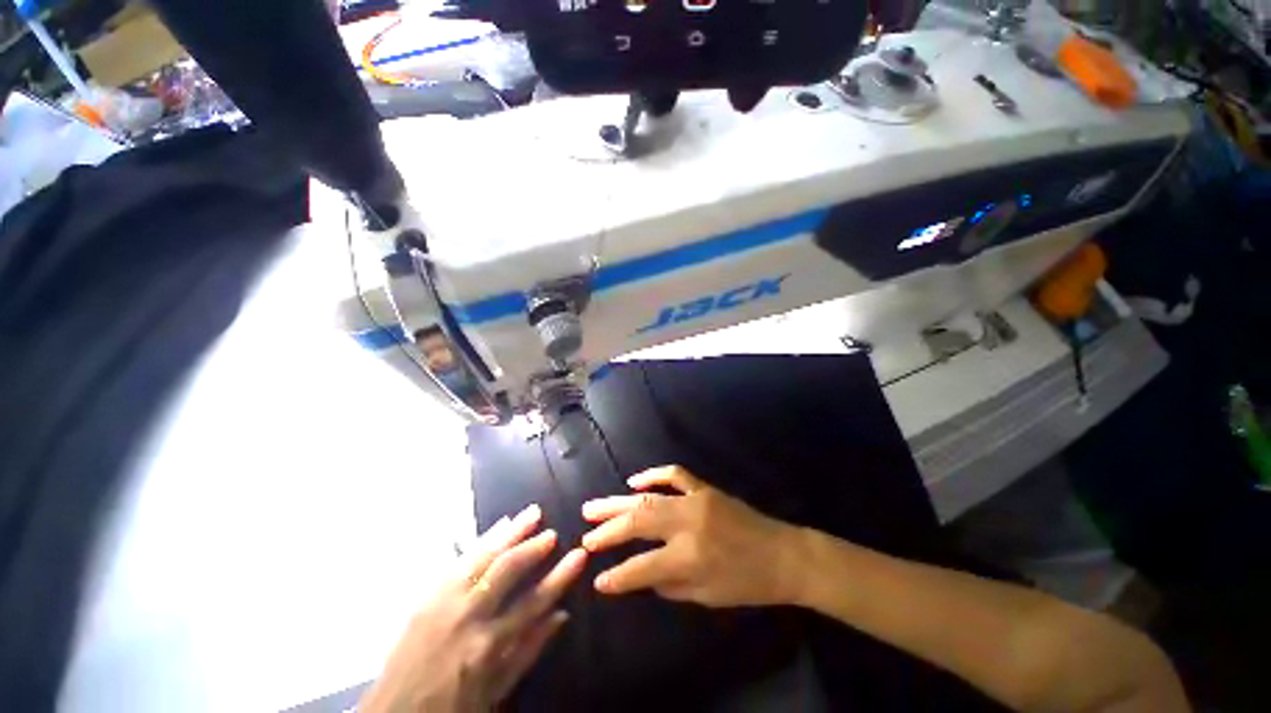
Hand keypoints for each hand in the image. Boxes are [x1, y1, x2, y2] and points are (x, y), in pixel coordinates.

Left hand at [360, 504, 586, 712]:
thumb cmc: (451, 707)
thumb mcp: (496, 691)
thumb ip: (529, 651)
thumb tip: (561, 615)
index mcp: (487, 646)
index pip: (533, 602)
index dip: (559, 577)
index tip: (579, 555)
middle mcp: (467, 617)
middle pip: (506, 570)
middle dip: (533, 547)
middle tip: (552, 532)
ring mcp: (444, 602)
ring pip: (483, 556)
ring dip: (510, 532)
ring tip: (531, 513)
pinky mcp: (428, 596)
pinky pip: (459, 560)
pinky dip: (481, 540)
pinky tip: (497, 527)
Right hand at [580, 465, 807, 607]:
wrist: (782, 555)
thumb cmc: (746, 584)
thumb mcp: (707, 596)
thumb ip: (668, 585)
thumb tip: (639, 574)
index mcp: (689, 557)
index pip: (642, 567)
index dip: (617, 576)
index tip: (597, 580)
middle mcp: (687, 524)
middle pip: (638, 522)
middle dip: (607, 530)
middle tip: (584, 534)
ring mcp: (695, 500)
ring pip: (648, 497)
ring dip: (618, 502)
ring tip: (594, 507)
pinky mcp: (704, 488)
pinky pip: (674, 474)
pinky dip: (652, 475)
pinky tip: (633, 481)